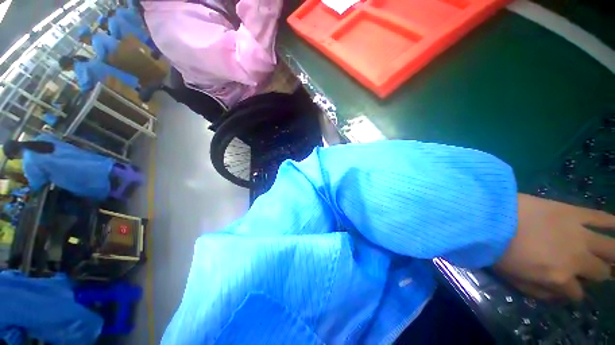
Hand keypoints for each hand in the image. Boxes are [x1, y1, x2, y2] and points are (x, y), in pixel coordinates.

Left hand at [494, 194, 614, 300]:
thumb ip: (539, 291)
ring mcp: (579, 234)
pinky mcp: (573, 212)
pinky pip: (601, 217)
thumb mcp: (513, 279)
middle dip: (597, 274)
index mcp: (559, 278)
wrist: (487, 218)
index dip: (573, 292)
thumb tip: (558, 295)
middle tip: (594, 270)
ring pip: (611, 248)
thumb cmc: (496, 250)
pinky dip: (613, 222)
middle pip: (600, 272)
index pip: (576, 294)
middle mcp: (577, 259)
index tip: (569, 287)